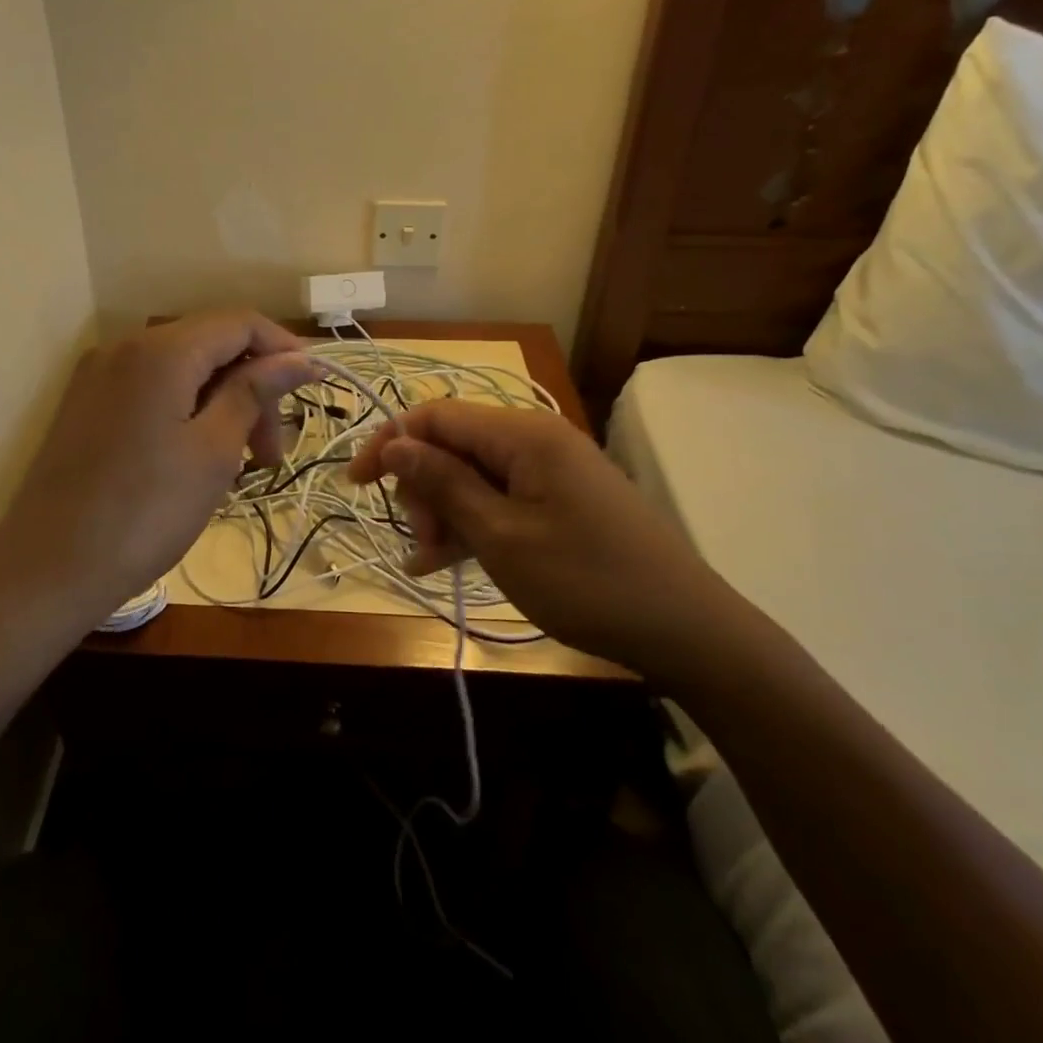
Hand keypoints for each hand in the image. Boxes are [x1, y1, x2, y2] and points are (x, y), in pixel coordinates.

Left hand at [0, 311, 319, 632]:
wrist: (47, 570)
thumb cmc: (144, 512)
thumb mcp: (214, 450)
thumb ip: (255, 391)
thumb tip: (301, 357)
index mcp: (160, 350)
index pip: (239, 323)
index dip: (283, 349)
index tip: (312, 393)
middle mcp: (124, 347)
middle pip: (210, 346)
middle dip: (252, 389)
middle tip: (270, 456)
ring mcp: (98, 376)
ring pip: (182, 371)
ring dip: (222, 406)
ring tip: (239, 466)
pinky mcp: (85, 406)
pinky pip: (151, 391)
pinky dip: (186, 413)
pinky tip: (197, 459)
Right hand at [347, 400, 756, 681]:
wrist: (684, 628)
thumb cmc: (585, 580)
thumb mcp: (501, 536)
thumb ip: (444, 484)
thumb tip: (394, 443)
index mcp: (522, 433)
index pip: (435, 415)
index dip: (390, 442)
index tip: (357, 484)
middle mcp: (535, 438)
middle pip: (453, 444)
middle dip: (424, 488)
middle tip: (423, 541)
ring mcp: (551, 469)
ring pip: (473, 474)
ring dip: (445, 511)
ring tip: (432, 561)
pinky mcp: (561, 498)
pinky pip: (501, 497)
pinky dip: (473, 524)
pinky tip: (449, 562)